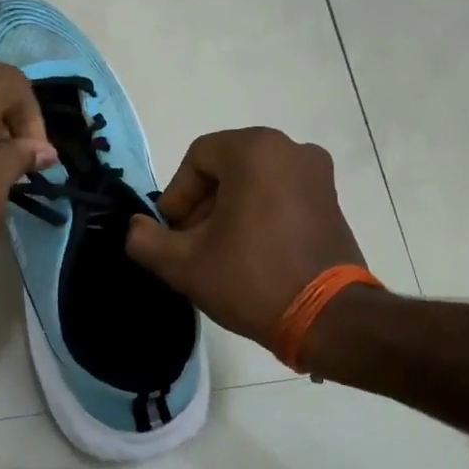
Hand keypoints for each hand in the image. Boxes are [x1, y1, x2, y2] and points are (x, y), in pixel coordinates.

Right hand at [125, 127, 366, 349]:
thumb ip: (146, 240)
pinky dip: (259, 214)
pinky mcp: (332, 200)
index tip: (174, 233)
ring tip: (220, 253)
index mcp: (255, 151)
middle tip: (192, 244)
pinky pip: (280, 194)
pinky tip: (251, 254)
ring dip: (228, 211)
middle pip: (226, 168)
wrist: (328, 318)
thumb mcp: (183, 264)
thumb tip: (136, 228)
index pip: (197, 159)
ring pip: (253, 181)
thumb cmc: (251, 280)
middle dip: (202, 204)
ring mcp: (318, 174)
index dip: (177, 196)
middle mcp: (291, 149)